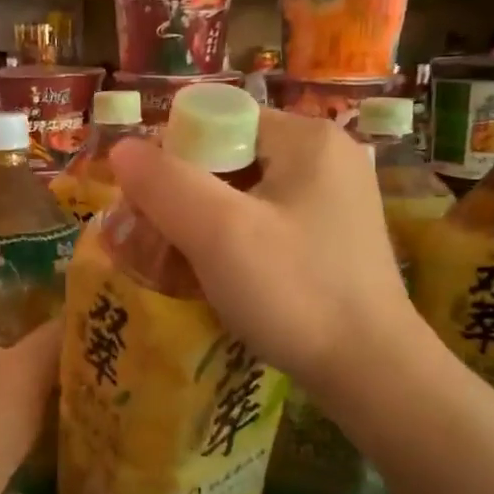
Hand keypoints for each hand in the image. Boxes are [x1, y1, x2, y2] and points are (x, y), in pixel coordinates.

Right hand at [107, 109, 420, 397]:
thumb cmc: (294, 291)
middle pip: (231, 159)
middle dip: (187, 199)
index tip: (151, 208)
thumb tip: (122, 148)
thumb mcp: (219, 233)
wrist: (372, 371)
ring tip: (179, 267)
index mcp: (308, 138)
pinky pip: (268, 226)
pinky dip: (235, 245)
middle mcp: (328, 159)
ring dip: (206, 226)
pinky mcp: (334, 240)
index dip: (175, 158)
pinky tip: (219, 279)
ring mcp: (336, 202)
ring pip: (246, 197)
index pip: (219, 121)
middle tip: (157, 243)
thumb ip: (165, 184)